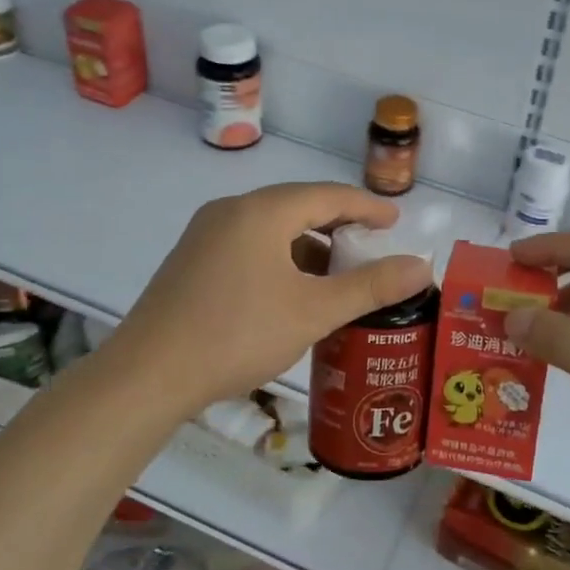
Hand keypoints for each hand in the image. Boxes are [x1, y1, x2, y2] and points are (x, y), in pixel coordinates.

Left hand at [100, 183, 433, 417]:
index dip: (367, 207)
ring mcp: (205, 234)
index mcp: (262, 211)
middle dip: (338, 227)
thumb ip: (371, 286)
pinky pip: (249, 245)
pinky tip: (290, 293)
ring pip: (271, 228)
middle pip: (298, 207)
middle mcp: (231, 210)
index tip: (396, 222)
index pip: (328, 195)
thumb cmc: (238, 334)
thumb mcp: (313, 311)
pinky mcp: (191, 260)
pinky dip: (280, 259)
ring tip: (335, 278)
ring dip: (308, 246)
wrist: (148, 375)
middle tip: (370, 249)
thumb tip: (422, 266)